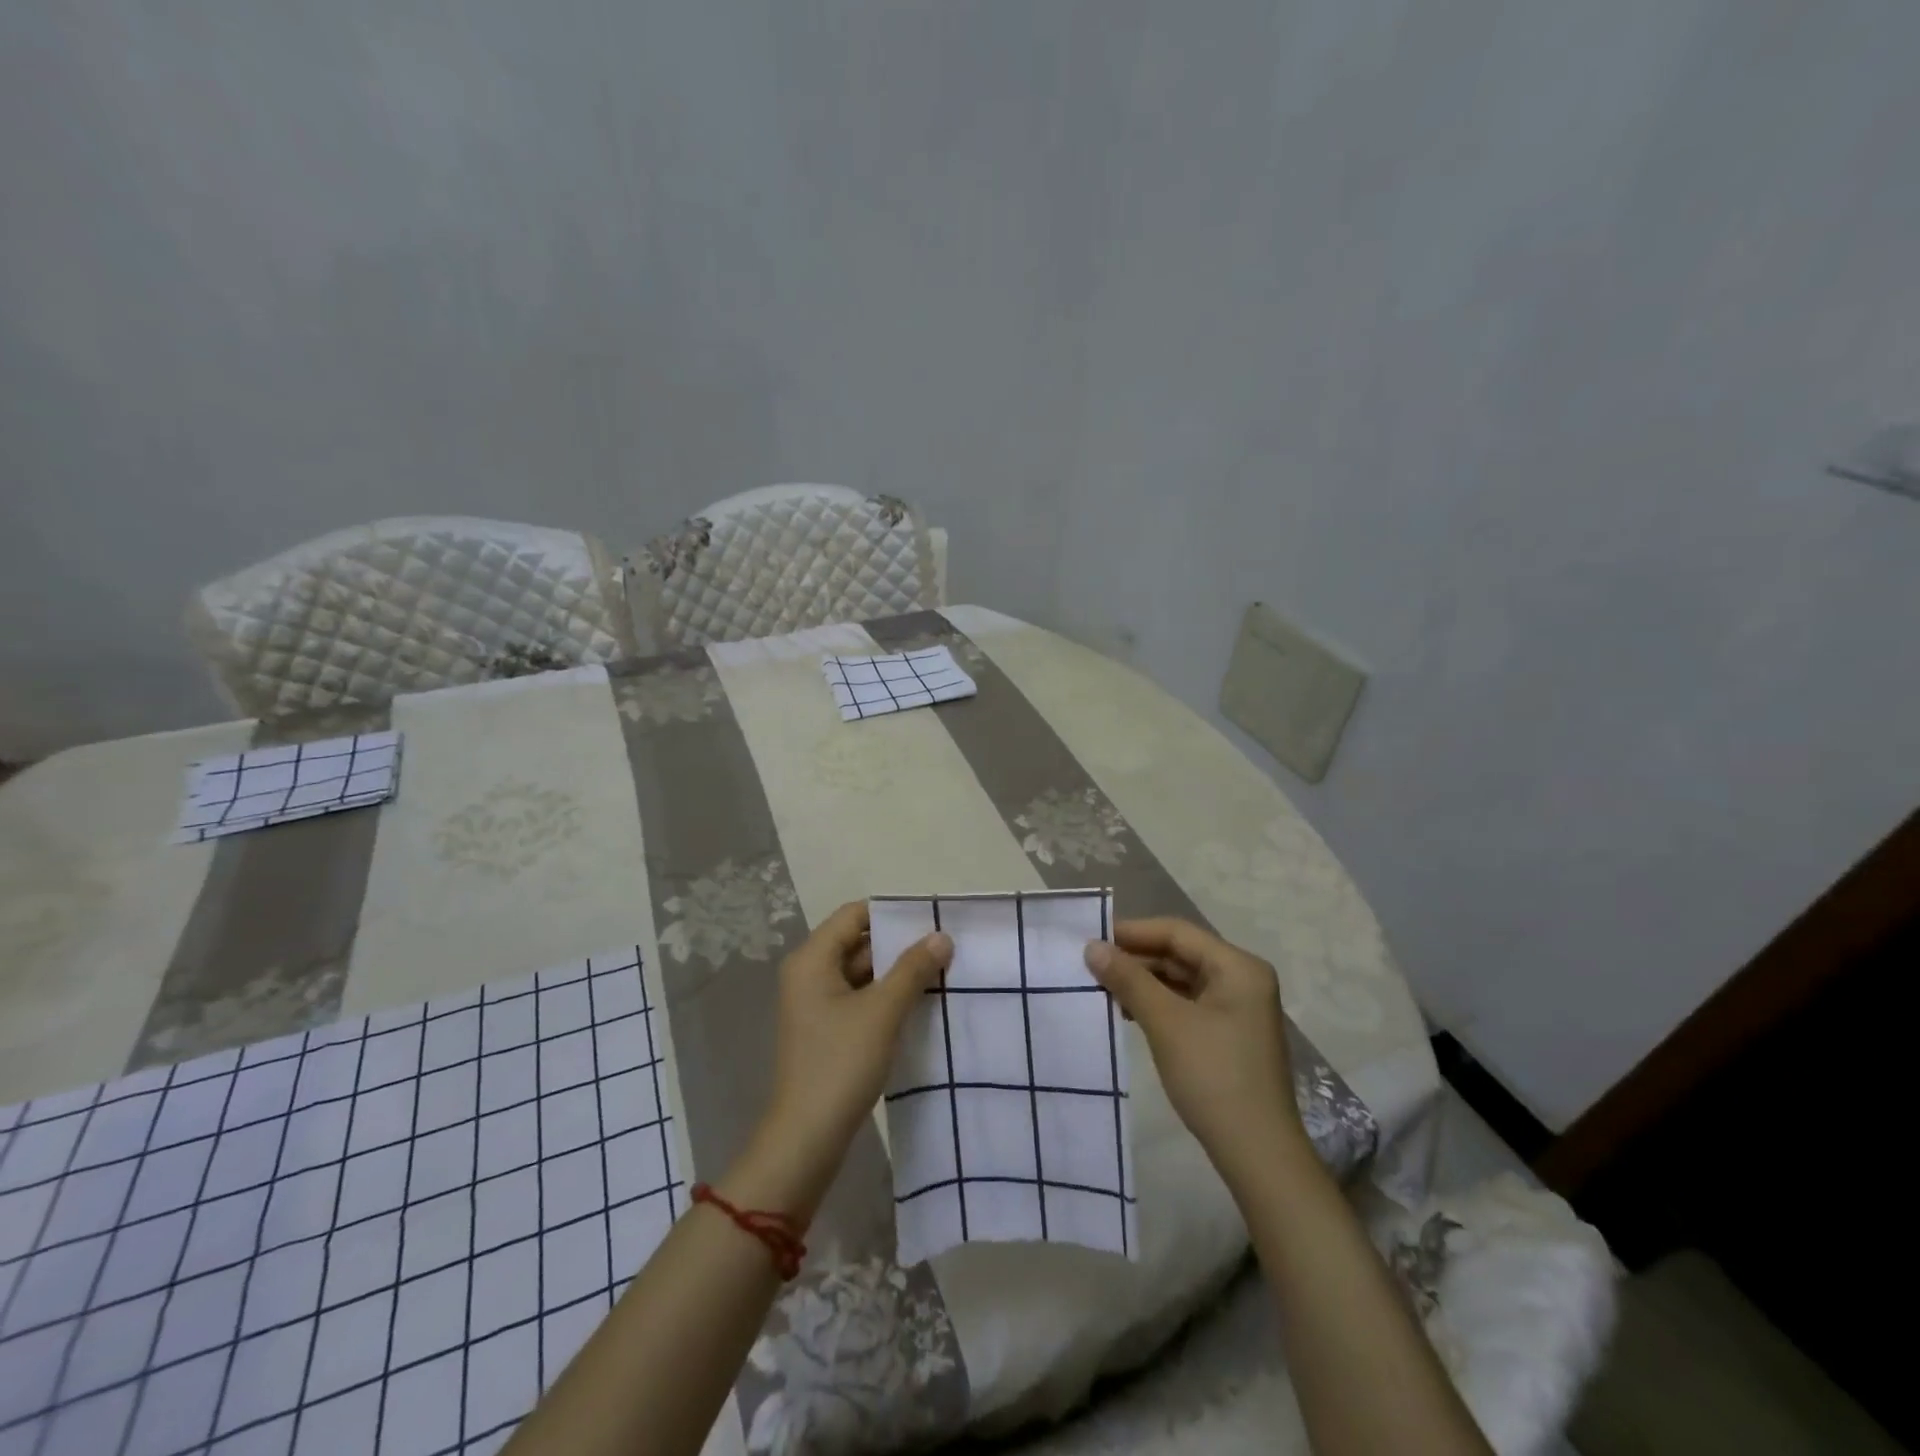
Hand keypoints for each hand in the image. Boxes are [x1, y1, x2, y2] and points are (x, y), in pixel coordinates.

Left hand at [724, 902, 952, 1222]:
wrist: (807, 1138)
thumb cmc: (840, 1063)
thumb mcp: (882, 1011)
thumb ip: (913, 969)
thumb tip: (942, 936)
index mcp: (812, 960)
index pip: (854, 915)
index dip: (891, 913)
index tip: (931, 918)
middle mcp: (809, 974)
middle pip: (858, 943)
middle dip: (900, 945)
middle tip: (945, 946)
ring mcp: (816, 1004)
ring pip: (862, 973)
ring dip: (897, 973)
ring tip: (942, 971)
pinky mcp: (827, 1030)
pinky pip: (860, 999)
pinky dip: (887, 997)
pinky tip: (921, 1003)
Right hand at [1084, 918, 1309, 1188]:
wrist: (1257, 1155)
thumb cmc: (1213, 1077)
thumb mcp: (1166, 1022)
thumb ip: (1128, 979)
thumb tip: (1091, 947)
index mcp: (1238, 967)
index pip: (1177, 932)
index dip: (1132, 932)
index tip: (1091, 938)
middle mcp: (1242, 979)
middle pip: (1180, 953)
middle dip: (1136, 958)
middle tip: (1091, 965)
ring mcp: (1238, 1008)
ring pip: (1181, 979)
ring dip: (1143, 982)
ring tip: (1102, 988)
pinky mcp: (1228, 1034)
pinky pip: (1187, 1003)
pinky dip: (1157, 1003)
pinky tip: (1128, 1013)